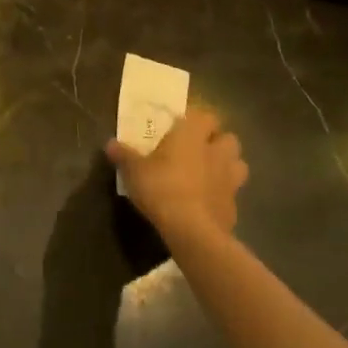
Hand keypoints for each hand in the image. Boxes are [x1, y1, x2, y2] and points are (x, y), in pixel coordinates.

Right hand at [106, 106, 247, 243]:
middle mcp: (216, 152)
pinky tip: (207, 202)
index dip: (196, 120)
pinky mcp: (234, 205)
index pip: (206, 115)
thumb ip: (123, 155)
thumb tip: (109, 143)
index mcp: (193, 135)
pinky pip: (232, 193)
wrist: (193, 231)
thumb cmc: (162, 189)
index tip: (181, 128)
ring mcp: (230, 179)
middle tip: (197, 150)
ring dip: (226, 166)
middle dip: (217, 142)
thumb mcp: (134, 171)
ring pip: (238, 164)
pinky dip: (222, 194)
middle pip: (228, 138)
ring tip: (208, 174)